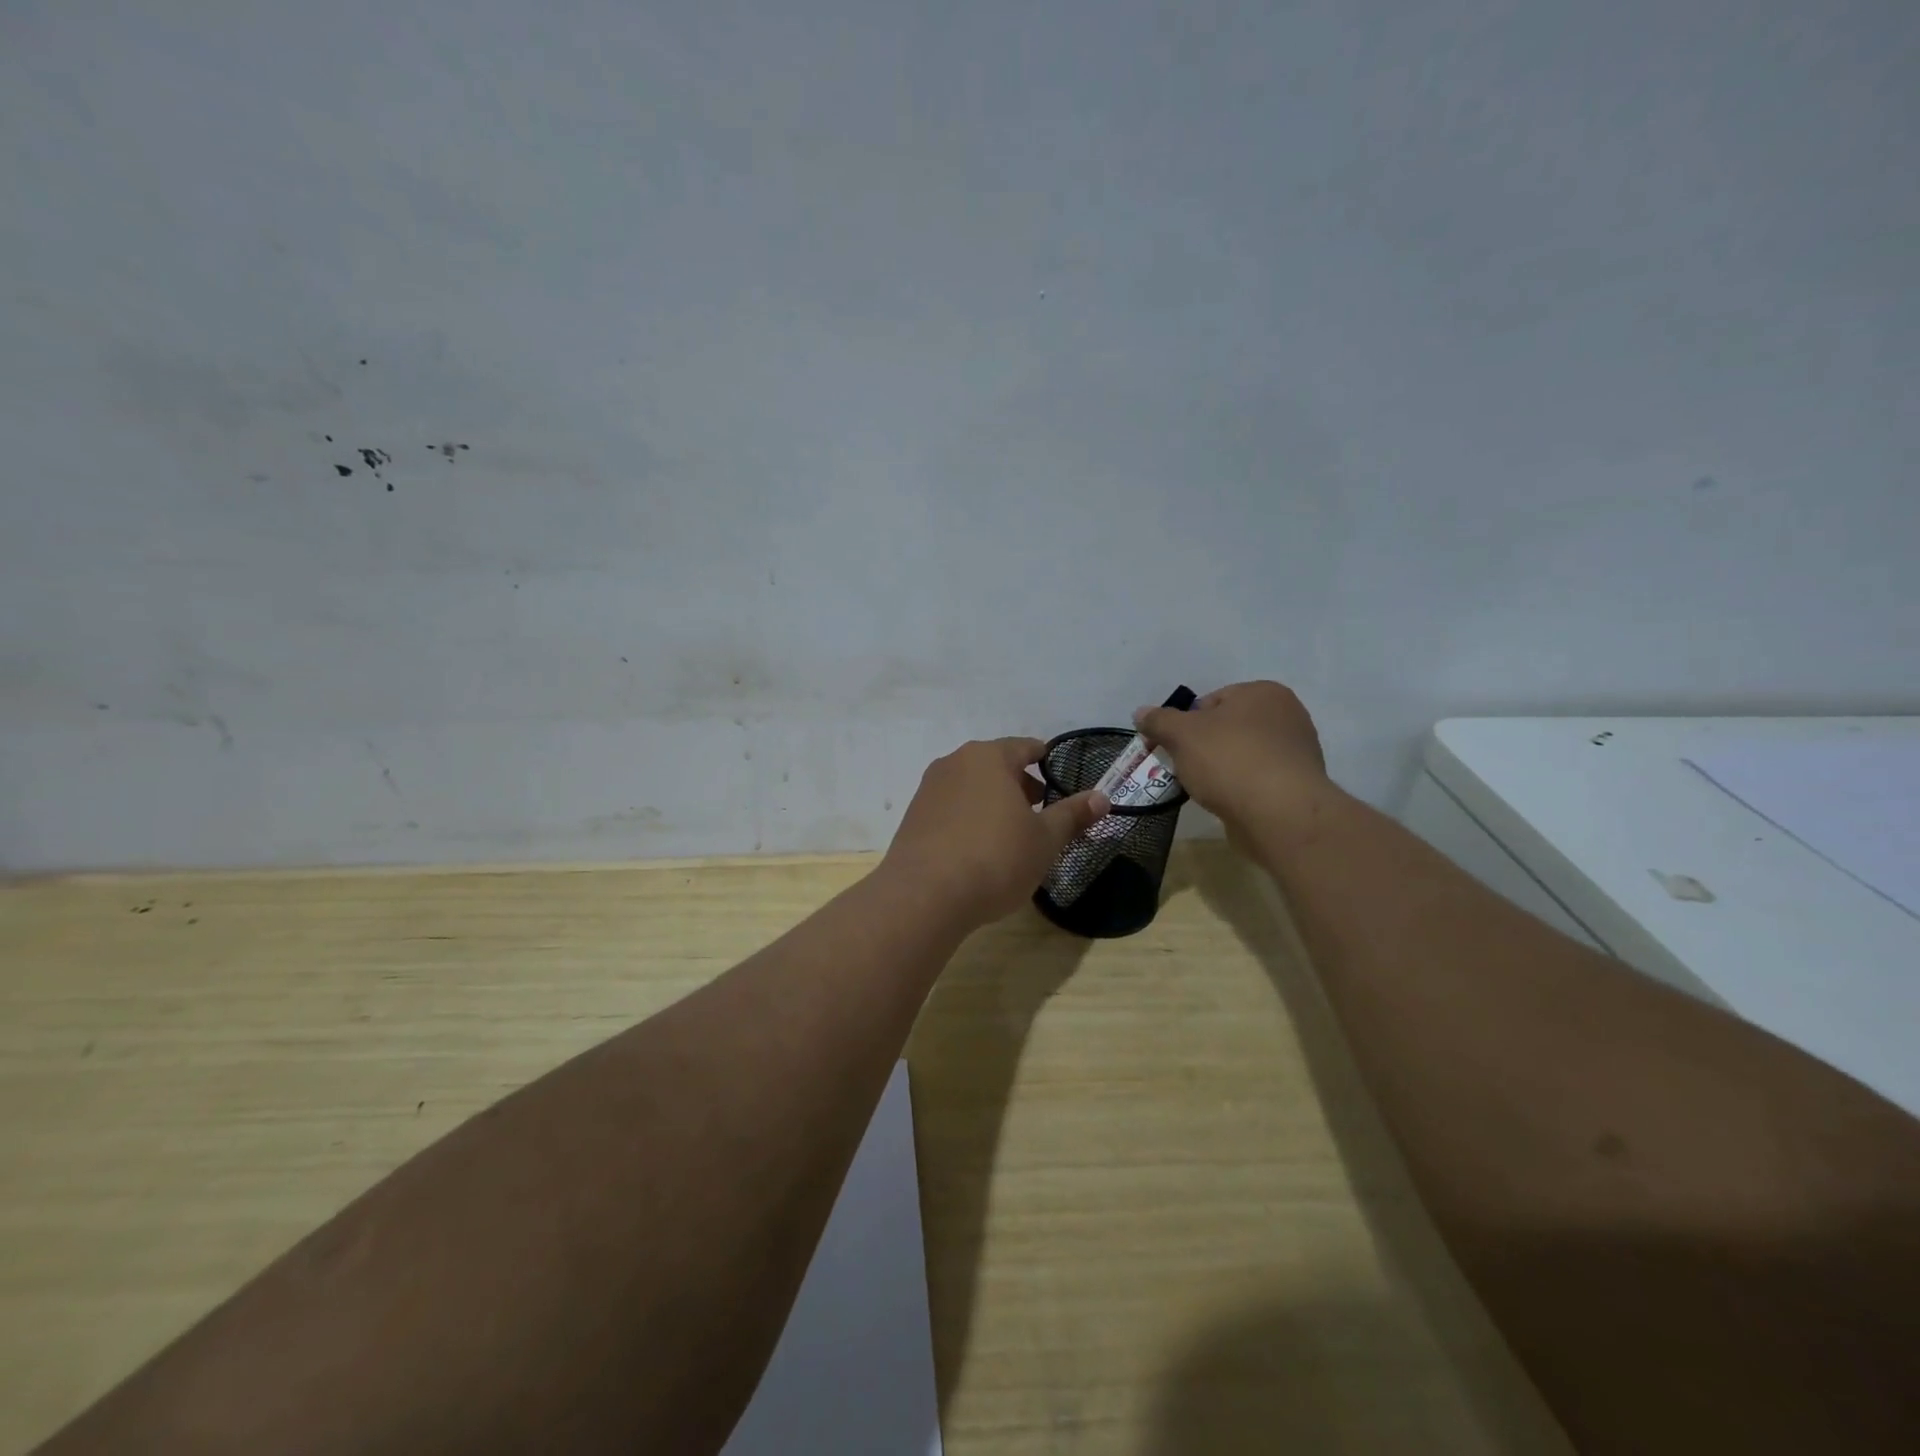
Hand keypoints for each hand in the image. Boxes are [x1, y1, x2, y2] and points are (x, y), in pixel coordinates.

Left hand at [882, 738, 1108, 928]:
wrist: (924, 895)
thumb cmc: (995, 858)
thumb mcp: (1044, 840)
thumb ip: (1072, 815)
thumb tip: (1102, 797)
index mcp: (989, 757)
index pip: (1025, 747)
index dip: (1045, 760)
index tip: (1059, 777)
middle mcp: (955, 763)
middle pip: (996, 765)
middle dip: (1020, 785)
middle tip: (1041, 812)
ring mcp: (929, 789)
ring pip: (971, 786)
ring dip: (993, 802)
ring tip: (1011, 833)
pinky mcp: (913, 816)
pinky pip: (951, 808)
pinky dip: (969, 818)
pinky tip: (978, 848)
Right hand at [1134, 681, 1330, 833]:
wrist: (1280, 814)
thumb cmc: (1229, 761)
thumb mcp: (1181, 735)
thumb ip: (1159, 721)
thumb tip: (1140, 713)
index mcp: (1262, 692)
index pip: (1210, 701)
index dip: (1184, 724)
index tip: (1171, 747)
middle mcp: (1287, 714)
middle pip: (1227, 728)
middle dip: (1203, 747)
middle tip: (1184, 768)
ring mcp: (1296, 751)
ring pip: (1242, 755)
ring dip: (1221, 769)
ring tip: (1205, 789)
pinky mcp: (1298, 785)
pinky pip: (1257, 779)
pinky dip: (1240, 788)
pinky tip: (1228, 802)